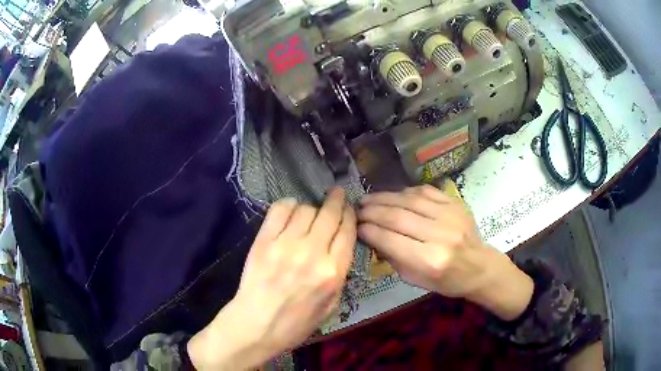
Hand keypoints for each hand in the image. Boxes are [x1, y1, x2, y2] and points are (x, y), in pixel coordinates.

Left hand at [188, 189, 355, 369]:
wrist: (257, 325)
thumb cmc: (296, 323)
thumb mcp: (331, 306)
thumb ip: (340, 275)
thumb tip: (340, 248)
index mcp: (333, 272)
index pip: (347, 231)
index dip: (350, 215)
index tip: (349, 209)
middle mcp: (313, 253)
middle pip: (329, 214)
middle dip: (337, 200)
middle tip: (337, 193)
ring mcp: (286, 245)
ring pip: (306, 209)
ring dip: (312, 208)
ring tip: (309, 214)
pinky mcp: (264, 241)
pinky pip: (280, 210)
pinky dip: (289, 205)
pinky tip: (290, 211)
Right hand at [358, 185, 532, 319]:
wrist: (479, 266)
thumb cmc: (446, 281)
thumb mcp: (415, 280)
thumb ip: (393, 258)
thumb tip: (371, 236)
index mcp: (430, 260)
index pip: (390, 240)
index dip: (369, 231)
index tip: (356, 227)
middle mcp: (440, 235)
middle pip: (397, 217)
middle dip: (372, 211)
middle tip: (357, 209)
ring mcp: (450, 215)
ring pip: (409, 200)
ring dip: (384, 198)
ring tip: (368, 199)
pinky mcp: (455, 203)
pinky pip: (425, 191)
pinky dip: (405, 192)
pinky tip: (393, 195)